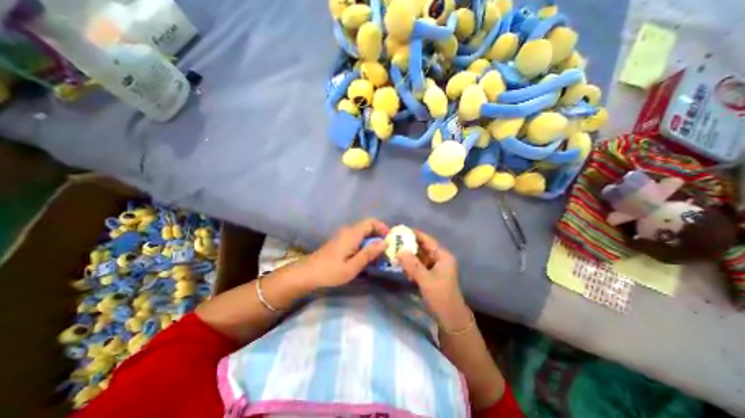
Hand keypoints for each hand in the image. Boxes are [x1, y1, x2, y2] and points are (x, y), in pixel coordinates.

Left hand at [298, 219, 389, 289]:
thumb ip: (369, 253)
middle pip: (367, 226)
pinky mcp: (339, 241)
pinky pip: (356, 238)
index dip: (382, 227)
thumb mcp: (352, 267)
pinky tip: (365, 256)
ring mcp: (342, 235)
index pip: (371, 222)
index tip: (390, 239)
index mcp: (352, 234)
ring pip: (362, 232)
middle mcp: (348, 231)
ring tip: (378, 255)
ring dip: (372, 241)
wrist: (307, 273)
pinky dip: (364, 244)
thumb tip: (384, 242)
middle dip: (379, 235)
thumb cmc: (330, 271)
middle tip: (386, 250)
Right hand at [396, 231, 469, 331]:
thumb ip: (412, 264)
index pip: (427, 240)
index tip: (400, 230)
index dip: (414, 234)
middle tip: (394, 240)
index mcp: (443, 256)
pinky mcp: (430, 275)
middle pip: (423, 247)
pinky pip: (419, 265)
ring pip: (419, 256)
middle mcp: (439, 258)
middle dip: (409, 244)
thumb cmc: (441, 296)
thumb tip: (399, 250)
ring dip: (408, 254)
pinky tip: (400, 263)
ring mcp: (435, 267)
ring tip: (394, 249)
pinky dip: (410, 263)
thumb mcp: (426, 279)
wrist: (450, 318)